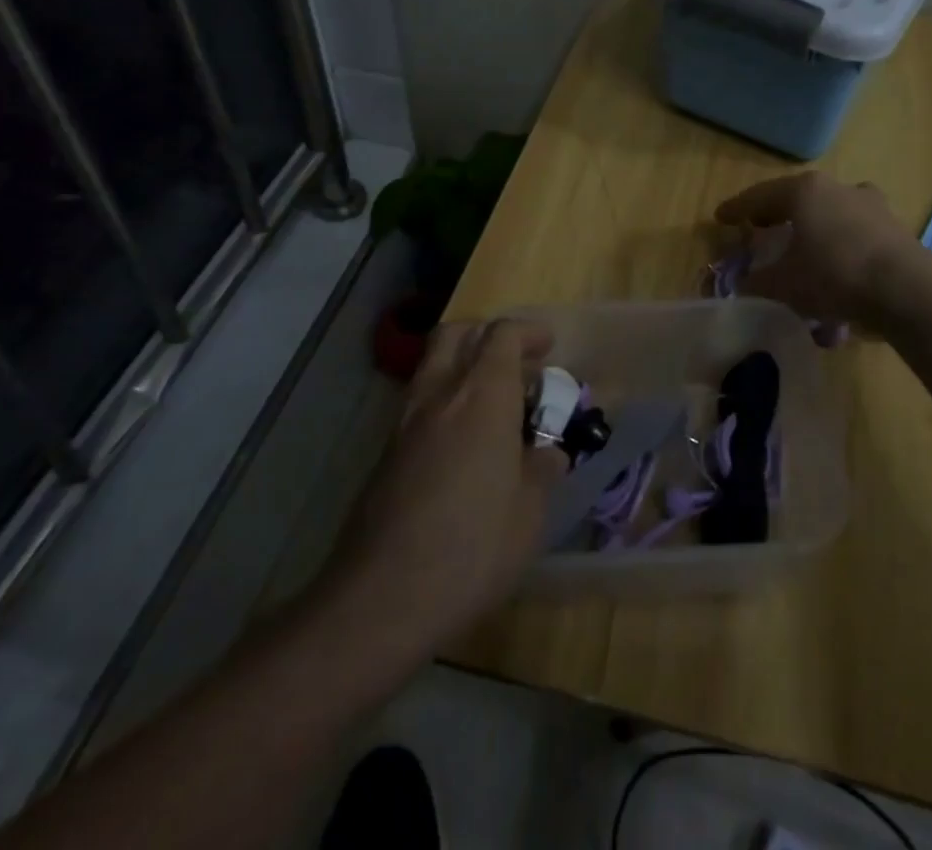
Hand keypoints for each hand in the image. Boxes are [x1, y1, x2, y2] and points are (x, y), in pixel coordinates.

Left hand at [323, 320, 566, 646]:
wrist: (381, 599)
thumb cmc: (472, 548)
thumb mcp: (530, 513)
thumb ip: (542, 471)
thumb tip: (548, 454)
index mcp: (482, 396)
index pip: (503, 335)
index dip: (529, 333)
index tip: (549, 347)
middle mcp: (440, 395)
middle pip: (458, 334)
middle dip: (489, 336)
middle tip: (517, 366)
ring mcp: (405, 422)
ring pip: (433, 366)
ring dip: (464, 367)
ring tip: (494, 405)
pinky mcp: (386, 453)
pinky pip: (421, 404)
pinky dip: (446, 402)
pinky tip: (464, 445)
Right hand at [714, 172, 915, 323]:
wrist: (906, 289)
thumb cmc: (833, 274)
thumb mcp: (783, 285)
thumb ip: (756, 283)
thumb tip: (742, 286)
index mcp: (804, 191)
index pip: (759, 196)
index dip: (737, 209)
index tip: (720, 218)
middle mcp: (837, 187)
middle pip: (796, 197)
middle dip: (776, 213)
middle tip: (759, 228)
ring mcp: (869, 204)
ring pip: (829, 210)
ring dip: (812, 225)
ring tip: (801, 245)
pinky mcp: (893, 226)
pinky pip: (854, 230)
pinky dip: (838, 241)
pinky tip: (835, 262)